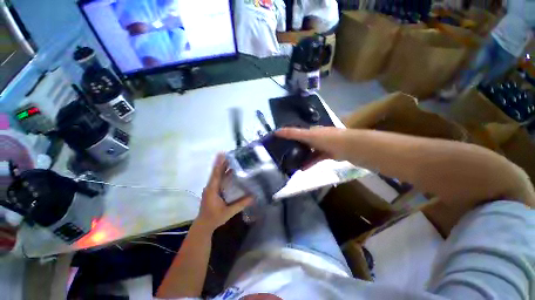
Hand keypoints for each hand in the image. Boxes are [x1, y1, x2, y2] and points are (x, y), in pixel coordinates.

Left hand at [196, 154, 252, 231]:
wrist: (204, 225)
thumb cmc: (215, 218)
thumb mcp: (228, 212)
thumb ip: (240, 204)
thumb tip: (253, 196)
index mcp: (212, 190)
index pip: (216, 174)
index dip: (219, 164)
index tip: (222, 154)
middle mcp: (210, 187)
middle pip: (216, 172)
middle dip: (222, 162)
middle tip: (230, 154)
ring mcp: (211, 188)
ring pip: (217, 175)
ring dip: (223, 167)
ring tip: (231, 160)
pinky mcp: (212, 190)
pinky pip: (218, 179)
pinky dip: (223, 173)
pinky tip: (230, 171)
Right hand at [276, 127, 349, 160]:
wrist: (348, 148)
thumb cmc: (327, 139)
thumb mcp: (308, 135)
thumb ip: (293, 133)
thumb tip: (276, 131)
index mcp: (312, 130)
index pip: (298, 132)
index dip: (289, 136)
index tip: (280, 142)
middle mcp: (317, 137)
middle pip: (303, 142)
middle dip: (295, 148)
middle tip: (285, 155)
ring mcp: (322, 146)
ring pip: (309, 152)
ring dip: (302, 157)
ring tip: (292, 163)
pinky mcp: (327, 154)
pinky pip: (315, 159)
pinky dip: (309, 163)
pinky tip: (302, 169)